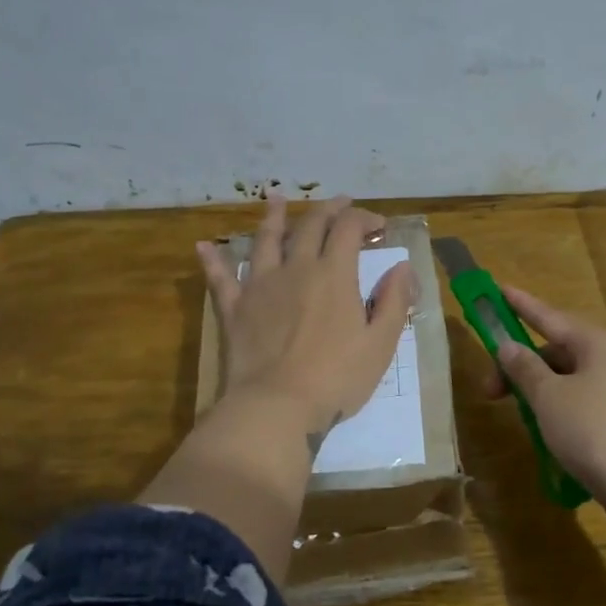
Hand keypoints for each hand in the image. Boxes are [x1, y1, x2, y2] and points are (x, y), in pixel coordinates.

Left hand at [197, 191, 415, 449]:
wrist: (277, 406)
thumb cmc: (337, 378)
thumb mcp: (381, 343)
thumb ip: (394, 301)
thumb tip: (402, 266)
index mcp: (333, 274)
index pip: (348, 228)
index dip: (365, 218)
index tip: (379, 226)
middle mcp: (295, 268)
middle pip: (310, 225)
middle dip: (328, 210)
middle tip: (340, 204)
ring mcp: (260, 285)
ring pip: (266, 240)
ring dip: (274, 217)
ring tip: (277, 199)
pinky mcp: (234, 308)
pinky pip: (221, 278)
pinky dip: (213, 260)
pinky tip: (203, 246)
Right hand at [482, 286, 605, 542]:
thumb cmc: (592, 429)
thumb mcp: (548, 396)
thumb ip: (524, 368)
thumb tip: (508, 346)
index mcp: (597, 343)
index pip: (550, 316)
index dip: (521, 305)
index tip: (499, 290)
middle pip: (557, 352)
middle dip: (521, 366)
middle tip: (490, 391)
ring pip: (568, 381)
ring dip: (538, 392)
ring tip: (517, 416)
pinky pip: (581, 405)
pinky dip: (558, 412)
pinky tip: (544, 435)